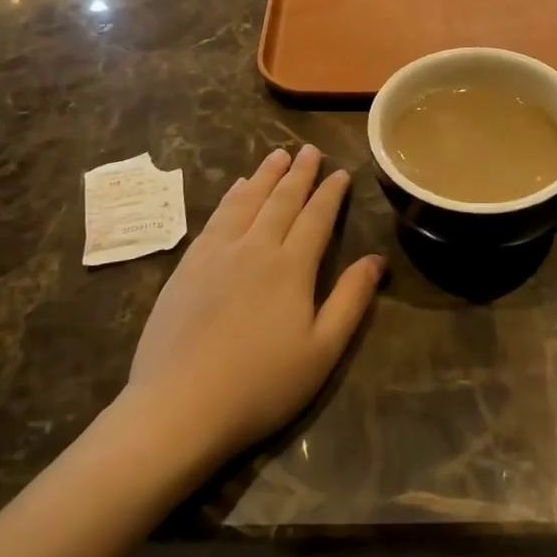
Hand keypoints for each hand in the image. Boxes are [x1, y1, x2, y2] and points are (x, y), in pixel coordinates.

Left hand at [126, 145, 383, 465]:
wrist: (179, 406)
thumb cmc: (260, 385)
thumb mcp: (322, 351)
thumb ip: (351, 300)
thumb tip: (377, 260)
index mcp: (291, 267)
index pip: (316, 218)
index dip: (330, 193)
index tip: (341, 173)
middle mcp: (255, 248)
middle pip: (281, 201)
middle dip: (299, 173)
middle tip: (310, 149)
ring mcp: (217, 253)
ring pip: (247, 201)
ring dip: (265, 176)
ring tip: (277, 155)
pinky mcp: (188, 265)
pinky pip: (216, 217)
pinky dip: (231, 196)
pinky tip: (236, 188)